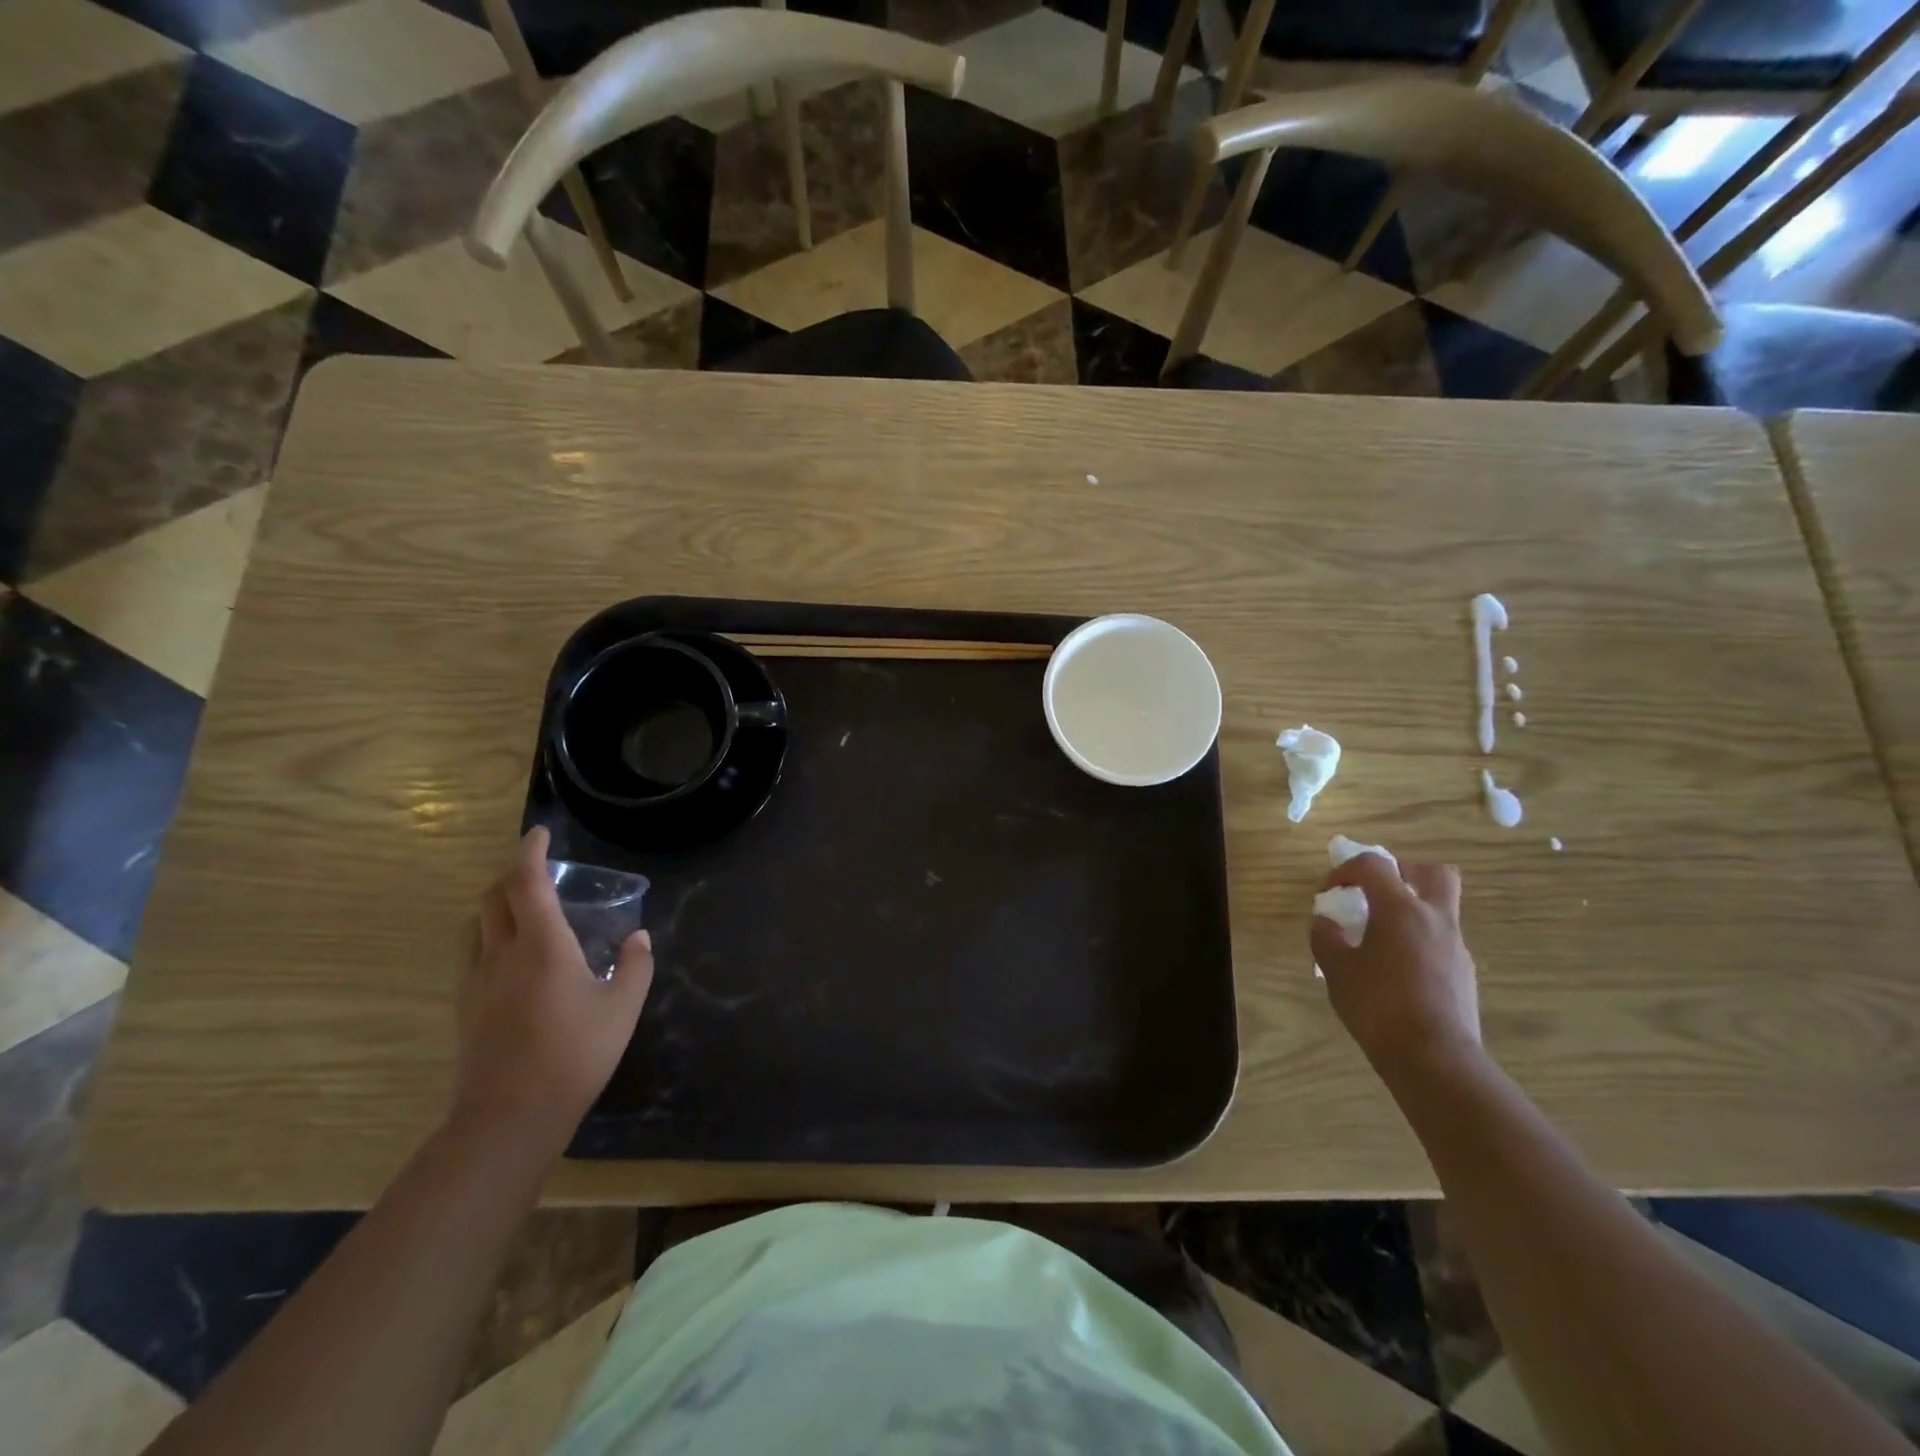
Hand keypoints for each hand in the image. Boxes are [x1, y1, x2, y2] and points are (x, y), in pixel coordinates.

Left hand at [451, 827, 653, 1152]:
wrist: (509, 1118)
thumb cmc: (574, 1056)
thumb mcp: (622, 1009)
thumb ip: (635, 967)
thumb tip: (639, 938)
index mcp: (543, 946)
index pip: (526, 882)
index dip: (530, 851)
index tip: (540, 833)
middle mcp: (502, 953)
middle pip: (492, 896)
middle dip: (511, 873)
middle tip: (537, 869)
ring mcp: (476, 980)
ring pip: (475, 923)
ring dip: (495, 903)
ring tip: (523, 907)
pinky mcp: (465, 1006)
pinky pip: (471, 952)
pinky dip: (488, 933)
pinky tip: (510, 955)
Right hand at [1311, 852, 1481, 1082]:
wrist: (1434, 1059)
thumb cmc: (1378, 1005)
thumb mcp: (1336, 969)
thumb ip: (1326, 937)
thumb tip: (1326, 922)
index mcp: (1400, 909)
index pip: (1374, 865)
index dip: (1346, 869)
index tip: (1331, 892)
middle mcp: (1435, 919)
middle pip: (1431, 873)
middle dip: (1402, 875)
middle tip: (1376, 894)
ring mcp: (1455, 947)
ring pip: (1438, 910)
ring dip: (1410, 913)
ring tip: (1379, 941)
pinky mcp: (1464, 975)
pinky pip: (1440, 942)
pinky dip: (1418, 943)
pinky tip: (1396, 972)